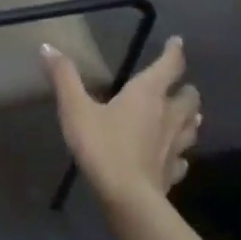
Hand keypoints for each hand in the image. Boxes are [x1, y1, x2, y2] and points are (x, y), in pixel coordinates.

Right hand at [43, 36, 200, 205]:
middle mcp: (168, 115)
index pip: (169, 66)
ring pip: (192, 126)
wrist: (128, 198)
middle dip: (186, 89)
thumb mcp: (75, 110)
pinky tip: (175, 158)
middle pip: (189, 97)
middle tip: (180, 86)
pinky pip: (182, 159)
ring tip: (187, 116)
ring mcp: (174, 145)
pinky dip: (180, 154)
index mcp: (147, 94)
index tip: (177, 42)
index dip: (174, 52)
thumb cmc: (102, 147)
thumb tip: (48, 47)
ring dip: (190, 118)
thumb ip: (64, 77)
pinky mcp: (173, 171)